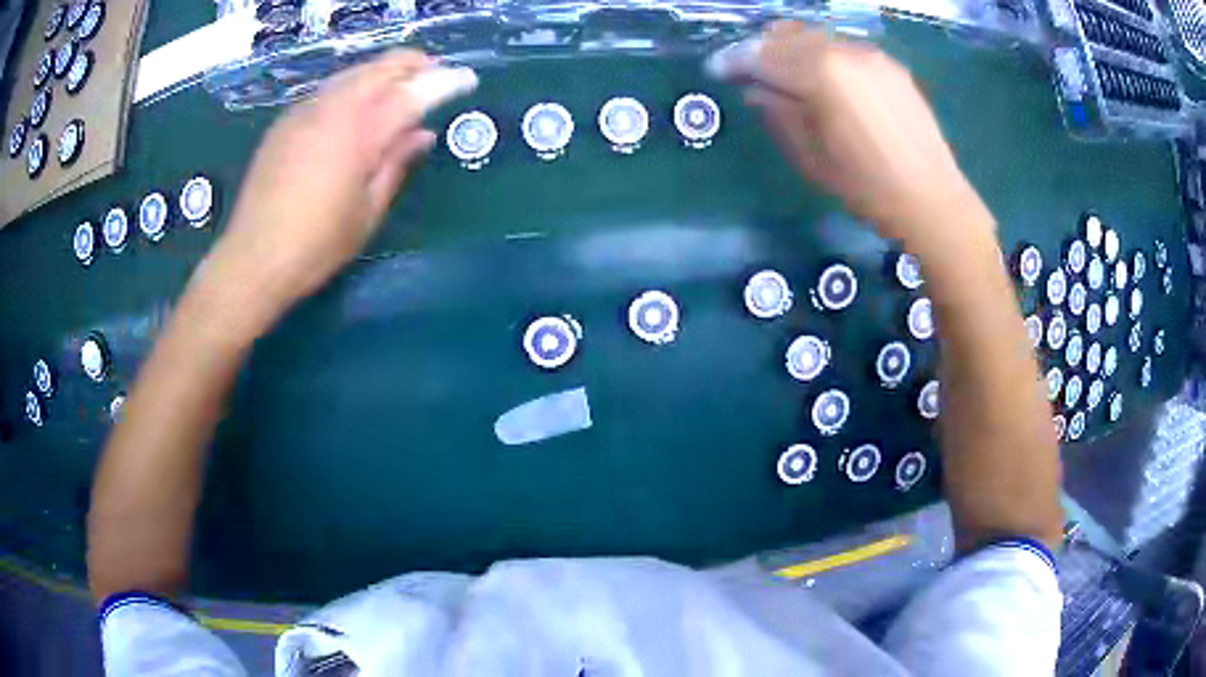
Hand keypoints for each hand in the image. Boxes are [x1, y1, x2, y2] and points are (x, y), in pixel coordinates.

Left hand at [191, 51, 475, 340]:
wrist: (252, 259)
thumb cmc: (316, 246)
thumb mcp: (368, 211)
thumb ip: (396, 164)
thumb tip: (422, 134)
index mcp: (359, 134)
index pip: (411, 95)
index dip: (443, 83)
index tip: (467, 79)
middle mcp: (332, 110)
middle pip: (380, 69)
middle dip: (412, 64)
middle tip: (434, 71)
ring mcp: (304, 112)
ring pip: (351, 74)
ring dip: (381, 71)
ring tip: (400, 81)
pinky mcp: (284, 123)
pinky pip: (327, 90)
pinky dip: (351, 86)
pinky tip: (356, 102)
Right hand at [720, 23, 986, 243]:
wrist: (930, 198)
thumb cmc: (865, 187)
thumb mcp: (809, 156)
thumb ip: (777, 112)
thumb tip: (755, 89)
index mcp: (820, 73)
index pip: (762, 56)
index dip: (734, 61)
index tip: (716, 69)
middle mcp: (843, 51)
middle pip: (786, 37)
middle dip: (759, 49)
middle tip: (745, 69)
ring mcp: (870, 54)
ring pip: (815, 36)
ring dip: (790, 48)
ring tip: (781, 70)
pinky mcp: (889, 64)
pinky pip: (843, 47)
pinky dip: (821, 54)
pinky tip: (821, 76)